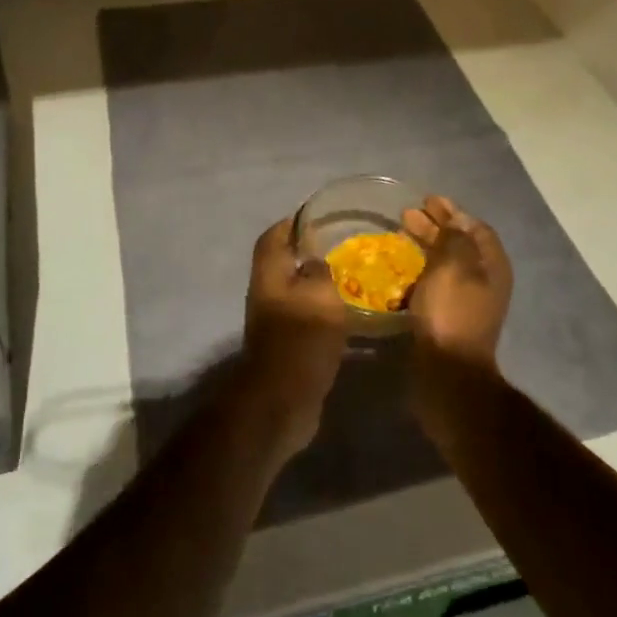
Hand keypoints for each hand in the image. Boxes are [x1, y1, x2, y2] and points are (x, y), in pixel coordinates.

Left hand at [239, 218, 348, 454]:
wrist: (283, 399)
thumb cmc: (301, 338)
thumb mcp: (320, 295)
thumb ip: (320, 271)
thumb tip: (316, 262)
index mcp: (269, 273)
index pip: (274, 236)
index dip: (292, 223)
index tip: (318, 216)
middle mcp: (266, 292)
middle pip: (283, 262)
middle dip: (308, 252)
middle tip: (341, 245)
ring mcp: (274, 320)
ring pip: (295, 290)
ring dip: (317, 282)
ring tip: (351, 276)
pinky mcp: (286, 344)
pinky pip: (304, 316)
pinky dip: (322, 309)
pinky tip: (347, 312)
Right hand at [401, 195, 511, 370]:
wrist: (448, 370)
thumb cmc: (452, 311)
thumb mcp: (453, 265)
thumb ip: (454, 238)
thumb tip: (455, 221)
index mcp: (492, 265)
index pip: (476, 228)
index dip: (453, 211)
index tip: (427, 201)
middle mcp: (485, 281)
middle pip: (460, 244)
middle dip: (435, 227)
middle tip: (406, 215)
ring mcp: (467, 301)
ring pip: (446, 264)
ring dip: (425, 247)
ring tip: (399, 237)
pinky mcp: (449, 317)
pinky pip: (435, 284)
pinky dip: (420, 272)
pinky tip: (401, 270)